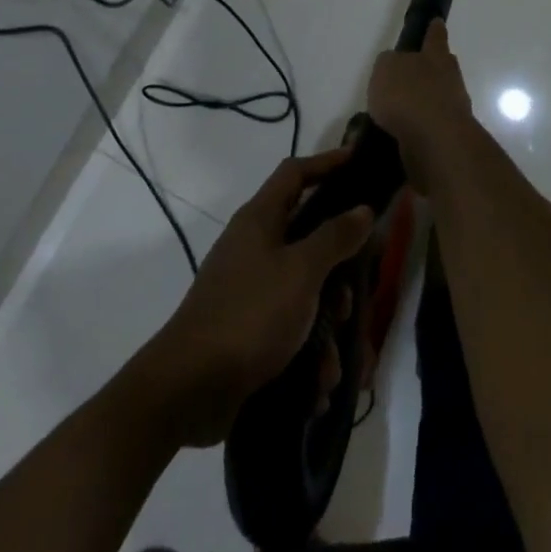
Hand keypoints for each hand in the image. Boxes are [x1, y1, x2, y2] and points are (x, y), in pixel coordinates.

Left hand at [143, 147, 373, 446]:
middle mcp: (255, 248)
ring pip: (307, 289)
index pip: (295, 172)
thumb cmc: (249, 315)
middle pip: (310, 238)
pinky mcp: (250, 329)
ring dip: (327, 322)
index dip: (327, 162)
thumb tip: (363, 209)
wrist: (187, 390)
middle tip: (359, 286)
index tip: (360, 161)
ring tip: (334, 356)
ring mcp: (251, 289)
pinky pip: (293, 329)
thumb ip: (335, 237)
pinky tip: (318, 384)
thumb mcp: (301, 271)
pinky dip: (310, 353)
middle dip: (340, 268)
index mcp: (261, 220)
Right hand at [367, 20, 476, 194]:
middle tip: (412, 72)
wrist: (435, 141)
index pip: (435, 37)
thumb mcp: (386, 69)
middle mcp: (450, 79)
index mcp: (435, 57)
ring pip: (437, 98)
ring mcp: (453, 108)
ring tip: (396, 111)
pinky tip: (399, 134)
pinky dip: (417, 127)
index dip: (434, 30)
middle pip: (443, 67)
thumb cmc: (409, 95)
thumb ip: (389, 64)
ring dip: (421, 102)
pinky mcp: (448, 136)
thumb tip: (395, 67)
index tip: (437, 22)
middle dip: (430, 68)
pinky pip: (430, 126)